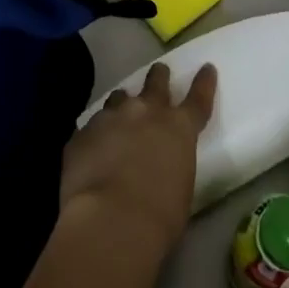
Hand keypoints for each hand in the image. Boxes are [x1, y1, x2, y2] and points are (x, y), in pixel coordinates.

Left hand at [60, 63, 216, 258]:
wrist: (110, 219)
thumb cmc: (159, 215)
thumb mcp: (179, 187)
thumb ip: (171, 165)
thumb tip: (160, 167)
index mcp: (179, 128)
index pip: (198, 98)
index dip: (203, 82)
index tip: (206, 67)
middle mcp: (146, 113)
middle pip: (155, 83)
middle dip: (158, 77)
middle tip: (159, 72)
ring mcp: (111, 118)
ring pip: (118, 98)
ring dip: (121, 104)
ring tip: (118, 114)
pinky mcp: (82, 133)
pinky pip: (90, 127)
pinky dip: (95, 134)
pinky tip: (91, 150)